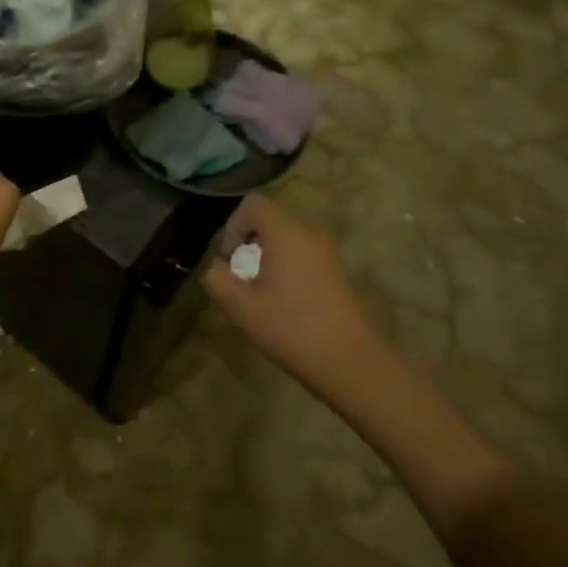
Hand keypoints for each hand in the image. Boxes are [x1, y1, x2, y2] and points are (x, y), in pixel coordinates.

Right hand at [205, 195, 380, 389]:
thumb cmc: (291, 328)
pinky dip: (287, 270)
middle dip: (249, 245)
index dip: (233, 226)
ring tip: (262, 296)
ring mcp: (328, 254)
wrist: (351, 362)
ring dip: (268, 260)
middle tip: (242, 280)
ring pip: (288, 241)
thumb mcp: (241, 307)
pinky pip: (304, 258)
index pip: (253, 204)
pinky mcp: (339, 274)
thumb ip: (217, 279)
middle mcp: (310, 234)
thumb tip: (216, 268)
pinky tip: (285, 306)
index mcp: (286, 233)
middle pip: (270, 222)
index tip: (229, 259)